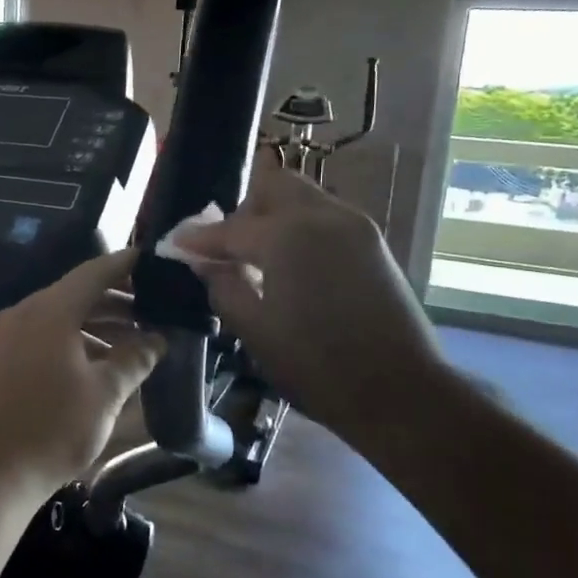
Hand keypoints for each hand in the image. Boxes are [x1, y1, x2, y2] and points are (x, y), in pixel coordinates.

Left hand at [0, 248, 163, 488]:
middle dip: (116, 304)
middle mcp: (22, 313)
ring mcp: (4, 336)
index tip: (152, 261)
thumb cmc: (52, 429)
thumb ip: (134, 359)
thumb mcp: (105, 394)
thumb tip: (158, 339)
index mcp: (49, 311)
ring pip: (58, 318)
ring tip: (131, 346)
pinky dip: (70, 342)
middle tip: (153, 313)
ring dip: (95, 327)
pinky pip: (40, 337)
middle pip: (75, 295)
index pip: (94, 273)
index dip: (125, 265)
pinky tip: (94, 366)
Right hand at [177, 162, 449, 444]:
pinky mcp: (372, 242)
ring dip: (271, 215)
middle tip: (224, 246)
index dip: (198, 238)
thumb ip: (223, 286)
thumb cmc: (317, 367)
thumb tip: (205, 262)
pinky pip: (323, 216)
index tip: (175, 244)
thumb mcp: (255, 331)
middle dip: (242, 209)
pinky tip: (288, 263)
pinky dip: (297, 227)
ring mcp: (354, 225)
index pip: (230, 227)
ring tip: (255, 255)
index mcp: (287, 236)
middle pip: (272, 186)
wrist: (401, 391)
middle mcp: (322, 215)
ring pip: (301, 197)